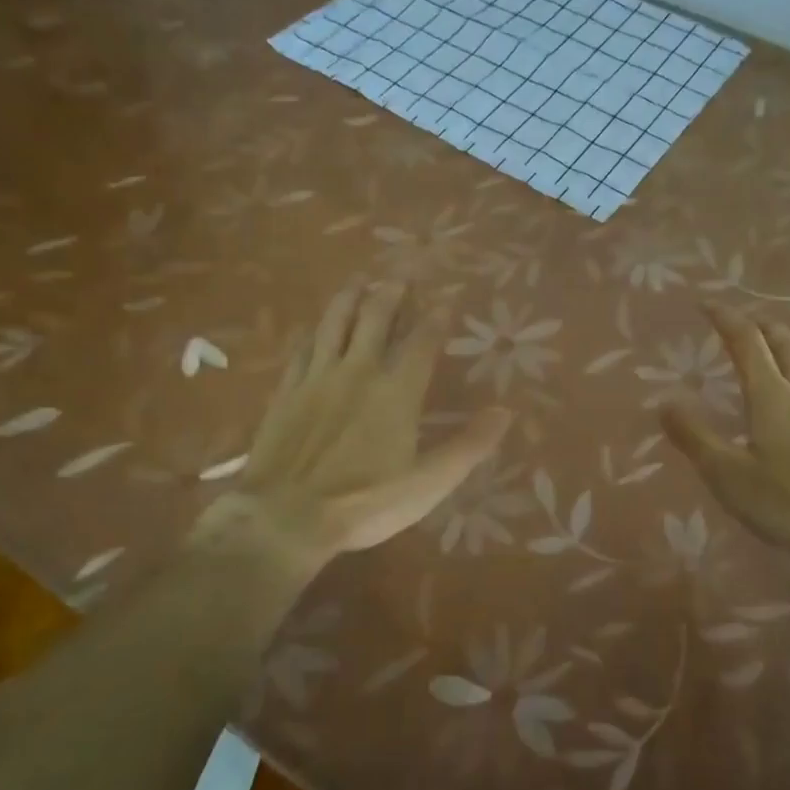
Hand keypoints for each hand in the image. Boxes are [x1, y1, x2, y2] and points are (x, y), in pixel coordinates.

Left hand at [190, 283, 510, 557]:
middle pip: (376, 320)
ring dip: (349, 299)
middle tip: (401, 272)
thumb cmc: (365, 502)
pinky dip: (312, 333)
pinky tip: (313, 327)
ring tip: (359, 280)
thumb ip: (468, 446)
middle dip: (392, 292)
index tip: (446, 296)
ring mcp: (317, 379)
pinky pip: (301, 350)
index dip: (436, 317)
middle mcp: (358, 372)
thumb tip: (505, 411)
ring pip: (335, 325)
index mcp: (396, 392)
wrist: (284, 517)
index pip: (422, 343)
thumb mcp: (429, 484)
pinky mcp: (287, 392)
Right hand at [661, 306, 789, 556]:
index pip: (746, 340)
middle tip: (744, 326)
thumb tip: (665, 401)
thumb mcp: (728, 476)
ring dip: (789, 346)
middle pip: (785, 340)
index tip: (708, 304)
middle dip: (761, 325)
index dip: (726, 317)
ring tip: (777, 353)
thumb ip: (694, 436)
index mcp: (772, 394)